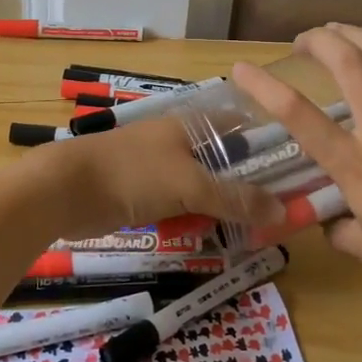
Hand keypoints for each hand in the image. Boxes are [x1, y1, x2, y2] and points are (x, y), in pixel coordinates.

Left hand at [37, 114, 286, 243]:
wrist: (66, 190)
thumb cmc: (132, 174)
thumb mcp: (190, 185)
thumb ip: (236, 198)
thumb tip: (283, 210)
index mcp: (194, 125)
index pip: (244, 128)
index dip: (270, 149)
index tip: (295, 178)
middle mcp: (182, 141)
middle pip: (227, 163)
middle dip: (248, 189)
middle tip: (275, 218)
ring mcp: (162, 168)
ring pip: (205, 188)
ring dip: (221, 209)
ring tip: (248, 234)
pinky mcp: (146, 192)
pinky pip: (181, 205)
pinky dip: (194, 218)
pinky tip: (208, 236)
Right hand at [231, 22, 361, 313]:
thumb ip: (338, 227)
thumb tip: (328, 218)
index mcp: (356, 166)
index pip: (300, 117)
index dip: (265, 87)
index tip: (243, 69)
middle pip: (349, 66)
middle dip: (320, 43)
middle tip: (304, 41)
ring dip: (359, 36)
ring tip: (339, 29)